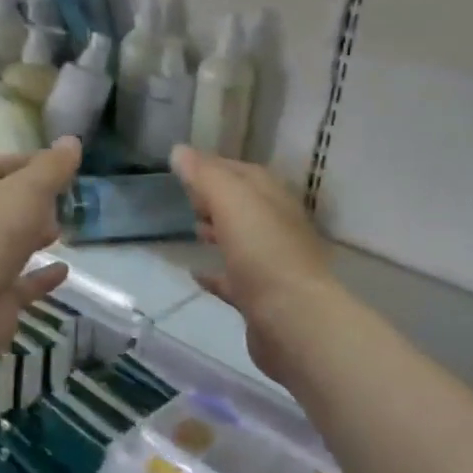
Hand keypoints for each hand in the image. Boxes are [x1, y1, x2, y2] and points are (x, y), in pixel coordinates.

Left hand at [0, 138, 81, 363]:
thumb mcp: (27, 189)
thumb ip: (51, 168)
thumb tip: (72, 141)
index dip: (27, 162)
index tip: (59, 164)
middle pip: (1, 207)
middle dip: (30, 201)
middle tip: (60, 200)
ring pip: (9, 245)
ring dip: (32, 236)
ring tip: (61, 231)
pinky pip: (22, 283)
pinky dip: (41, 276)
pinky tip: (64, 271)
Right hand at [171, 145, 336, 383]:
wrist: (293, 321)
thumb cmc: (263, 254)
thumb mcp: (232, 203)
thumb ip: (206, 175)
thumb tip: (180, 151)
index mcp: (274, 200)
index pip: (245, 173)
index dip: (215, 166)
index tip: (184, 164)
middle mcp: (277, 228)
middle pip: (245, 206)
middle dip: (217, 198)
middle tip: (187, 197)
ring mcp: (271, 265)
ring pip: (242, 241)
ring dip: (220, 231)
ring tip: (193, 228)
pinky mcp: (261, 300)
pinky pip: (234, 280)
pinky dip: (216, 274)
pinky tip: (195, 274)